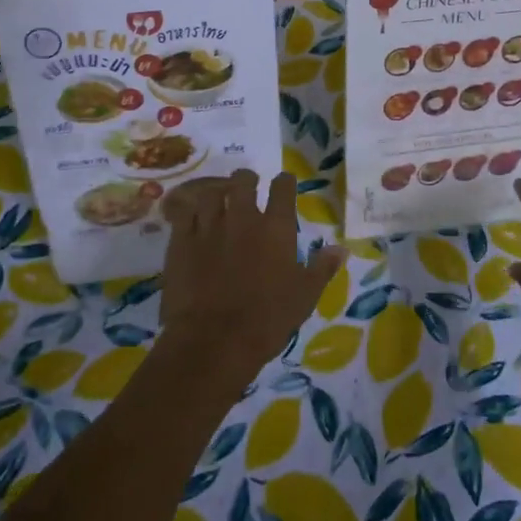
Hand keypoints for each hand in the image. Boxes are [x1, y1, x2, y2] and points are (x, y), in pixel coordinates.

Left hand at [157, 170, 342, 389]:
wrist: (213, 341)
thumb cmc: (266, 320)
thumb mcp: (304, 297)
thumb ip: (321, 268)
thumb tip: (340, 248)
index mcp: (276, 228)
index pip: (283, 188)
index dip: (285, 182)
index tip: (284, 183)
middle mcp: (243, 217)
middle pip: (243, 181)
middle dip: (247, 180)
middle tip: (247, 187)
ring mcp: (209, 226)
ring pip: (211, 192)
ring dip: (217, 193)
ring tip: (219, 201)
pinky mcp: (181, 240)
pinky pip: (184, 213)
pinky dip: (190, 212)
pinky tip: (193, 219)